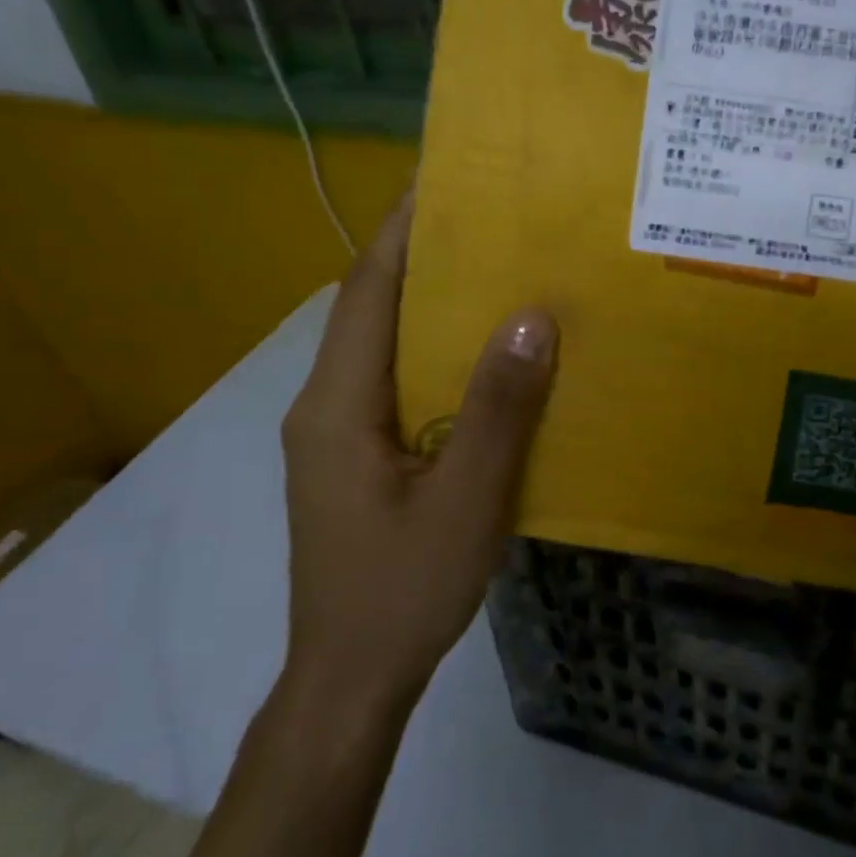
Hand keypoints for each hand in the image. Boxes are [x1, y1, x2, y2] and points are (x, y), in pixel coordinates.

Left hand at [278, 193, 557, 718]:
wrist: (350, 678)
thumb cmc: (403, 591)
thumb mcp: (465, 502)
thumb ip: (497, 410)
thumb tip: (530, 316)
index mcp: (337, 405)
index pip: (367, 290)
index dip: (402, 230)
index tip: (444, 178)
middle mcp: (324, 405)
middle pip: (372, 308)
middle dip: (422, 255)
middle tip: (489, 216)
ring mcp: (335, 433)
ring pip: (383, 345)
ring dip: (430, 302)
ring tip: (495, 267)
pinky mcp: (353, 456)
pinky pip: (394, 381)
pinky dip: (434, 351)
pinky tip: (482, 354)